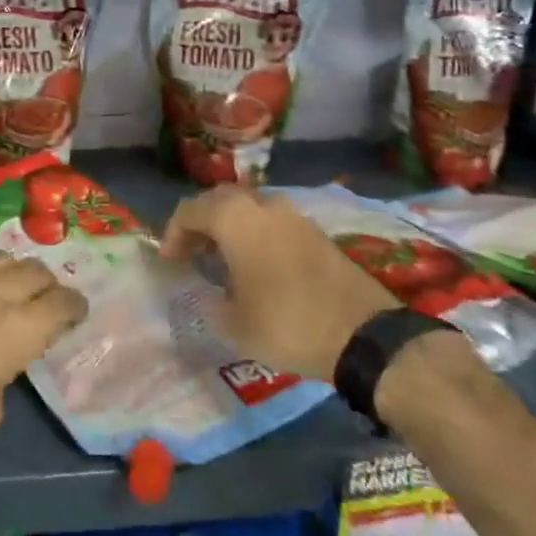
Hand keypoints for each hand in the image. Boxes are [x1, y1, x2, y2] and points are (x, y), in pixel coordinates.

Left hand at [0, 256, 86, 508]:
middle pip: (30, 270)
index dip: (73, 306)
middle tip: (44, 300)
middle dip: (44, 284)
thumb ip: (5, 367)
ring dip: (10, 272)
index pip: (59, 302)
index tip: (75, 312)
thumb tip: (3, 350)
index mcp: (12, 332)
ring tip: (8, 289)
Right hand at [160, 186, 399, 380]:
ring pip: (247, 208)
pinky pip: (271, 221)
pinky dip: (254, 234)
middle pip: (219, 201)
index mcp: (235, 219)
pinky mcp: (314, 231)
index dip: (173, 233)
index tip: (169, 260)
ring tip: (221, 259)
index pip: (190, 210)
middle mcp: (262, 205)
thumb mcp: (235, 324)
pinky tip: (255, 264)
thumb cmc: (288, 325)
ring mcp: (292, 215)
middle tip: (191, 253)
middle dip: (200, 223)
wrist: (365, 335)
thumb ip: (210, 302)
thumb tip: (206, 293)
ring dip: (229, 227)